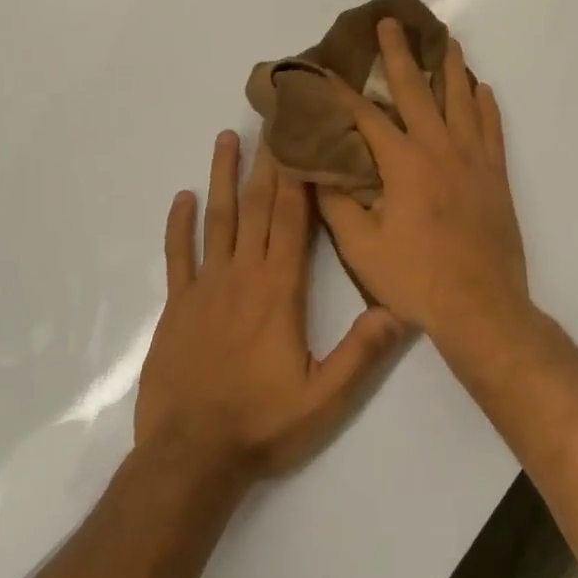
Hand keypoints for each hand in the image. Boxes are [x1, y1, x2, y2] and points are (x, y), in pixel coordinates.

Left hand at [136, 130, 404, 480]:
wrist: (191, 459)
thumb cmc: (262, 424)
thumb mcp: (324, 397)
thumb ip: (362, 353)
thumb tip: (399, 309)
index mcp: (279, 289)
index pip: (292, 219)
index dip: (297, 176)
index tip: (299, 137)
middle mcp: (243, 275)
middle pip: (258, 207)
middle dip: (267, 161)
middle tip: (270, 118)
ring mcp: (206, 287)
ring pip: (218, 220)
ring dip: (223, 177)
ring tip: (226, 137)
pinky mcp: (178, 307)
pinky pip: (178, 256)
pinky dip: (179, 225)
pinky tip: (182, 198)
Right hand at [317, 20, 529, 347]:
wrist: (481, 307)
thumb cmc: (416, 278)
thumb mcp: (362, 247)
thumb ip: (337, 204)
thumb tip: (315, 169)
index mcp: (403, 162)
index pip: (365, 115)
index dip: (341, 92)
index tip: (323, 69)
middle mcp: (439, 147)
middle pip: (416, 89)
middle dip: (398, 54)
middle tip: (390, 23)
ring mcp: (473, 157)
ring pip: (461, 98)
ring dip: (450, 66)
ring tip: (445, 39)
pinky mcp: (495, 174)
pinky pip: (492, 126)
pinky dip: (485, 103)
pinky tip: (480, 87)